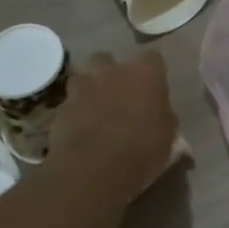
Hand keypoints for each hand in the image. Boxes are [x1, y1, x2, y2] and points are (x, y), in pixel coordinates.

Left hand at [48, 50, 179, 205]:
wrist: (94, 169)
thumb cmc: (142, 149)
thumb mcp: (168, 137)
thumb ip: (164, 119)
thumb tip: (163, 119)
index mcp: (144, 73)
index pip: (152, 58)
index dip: (152, 72)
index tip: (154, 88)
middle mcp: (111, 71)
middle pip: (108, 59)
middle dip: (111, 73)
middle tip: (119, 96)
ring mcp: (81, 88)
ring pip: (83, 78)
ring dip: (88, 90)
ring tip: (96, 112)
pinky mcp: (60, 109)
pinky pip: (69, 106)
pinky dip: (74, 115)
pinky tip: (81, 133)